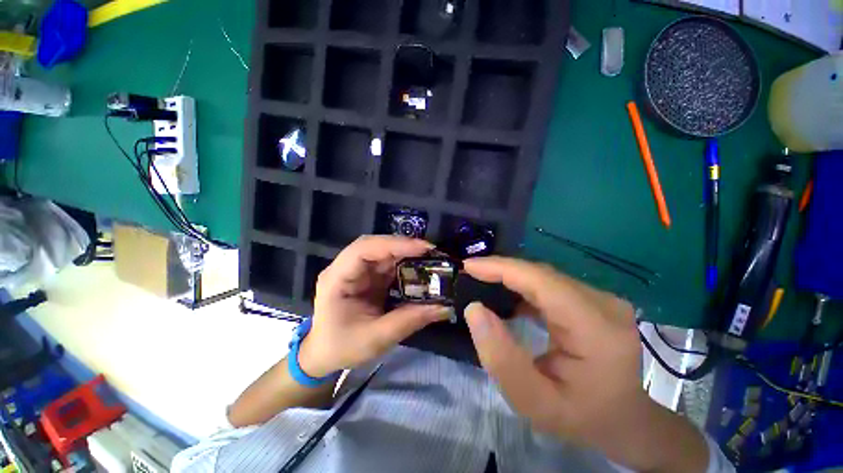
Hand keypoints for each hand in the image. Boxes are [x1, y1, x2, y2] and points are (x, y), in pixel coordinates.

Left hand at [299, 236, 450, 377]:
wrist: (324, 354)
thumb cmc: (342, 347)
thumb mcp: (376, 338)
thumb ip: (409, 320)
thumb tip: (444, 307)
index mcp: (337, 278)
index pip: (364, 249)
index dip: (394, 244)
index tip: (423, 248)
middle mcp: (346, 268)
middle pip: (376, 246)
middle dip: (404, 247)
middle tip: (431, 252)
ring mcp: (357, 271)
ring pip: (384, 253)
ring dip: (407, 255)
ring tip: (430, 260)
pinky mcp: (368, 276)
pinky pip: (388, 264)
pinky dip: (405, 265)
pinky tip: (419, 270)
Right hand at [462, 257, 708, 472]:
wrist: (626, 420)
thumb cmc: (582, 416)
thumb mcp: (534, 403)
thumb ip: (500, 358)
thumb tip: (474, 309)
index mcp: (596, 327)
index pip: (541, 281)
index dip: (501, 268)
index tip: (469, 266)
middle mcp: (603, 303)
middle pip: (541, 274)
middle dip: (501, 270)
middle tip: (470, 274)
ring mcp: (601, 299)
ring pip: (543, 276)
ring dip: (510, 276)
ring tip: (482, 281)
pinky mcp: (593, 300)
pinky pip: (550, 285)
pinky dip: (523, 285)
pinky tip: (507, 294)